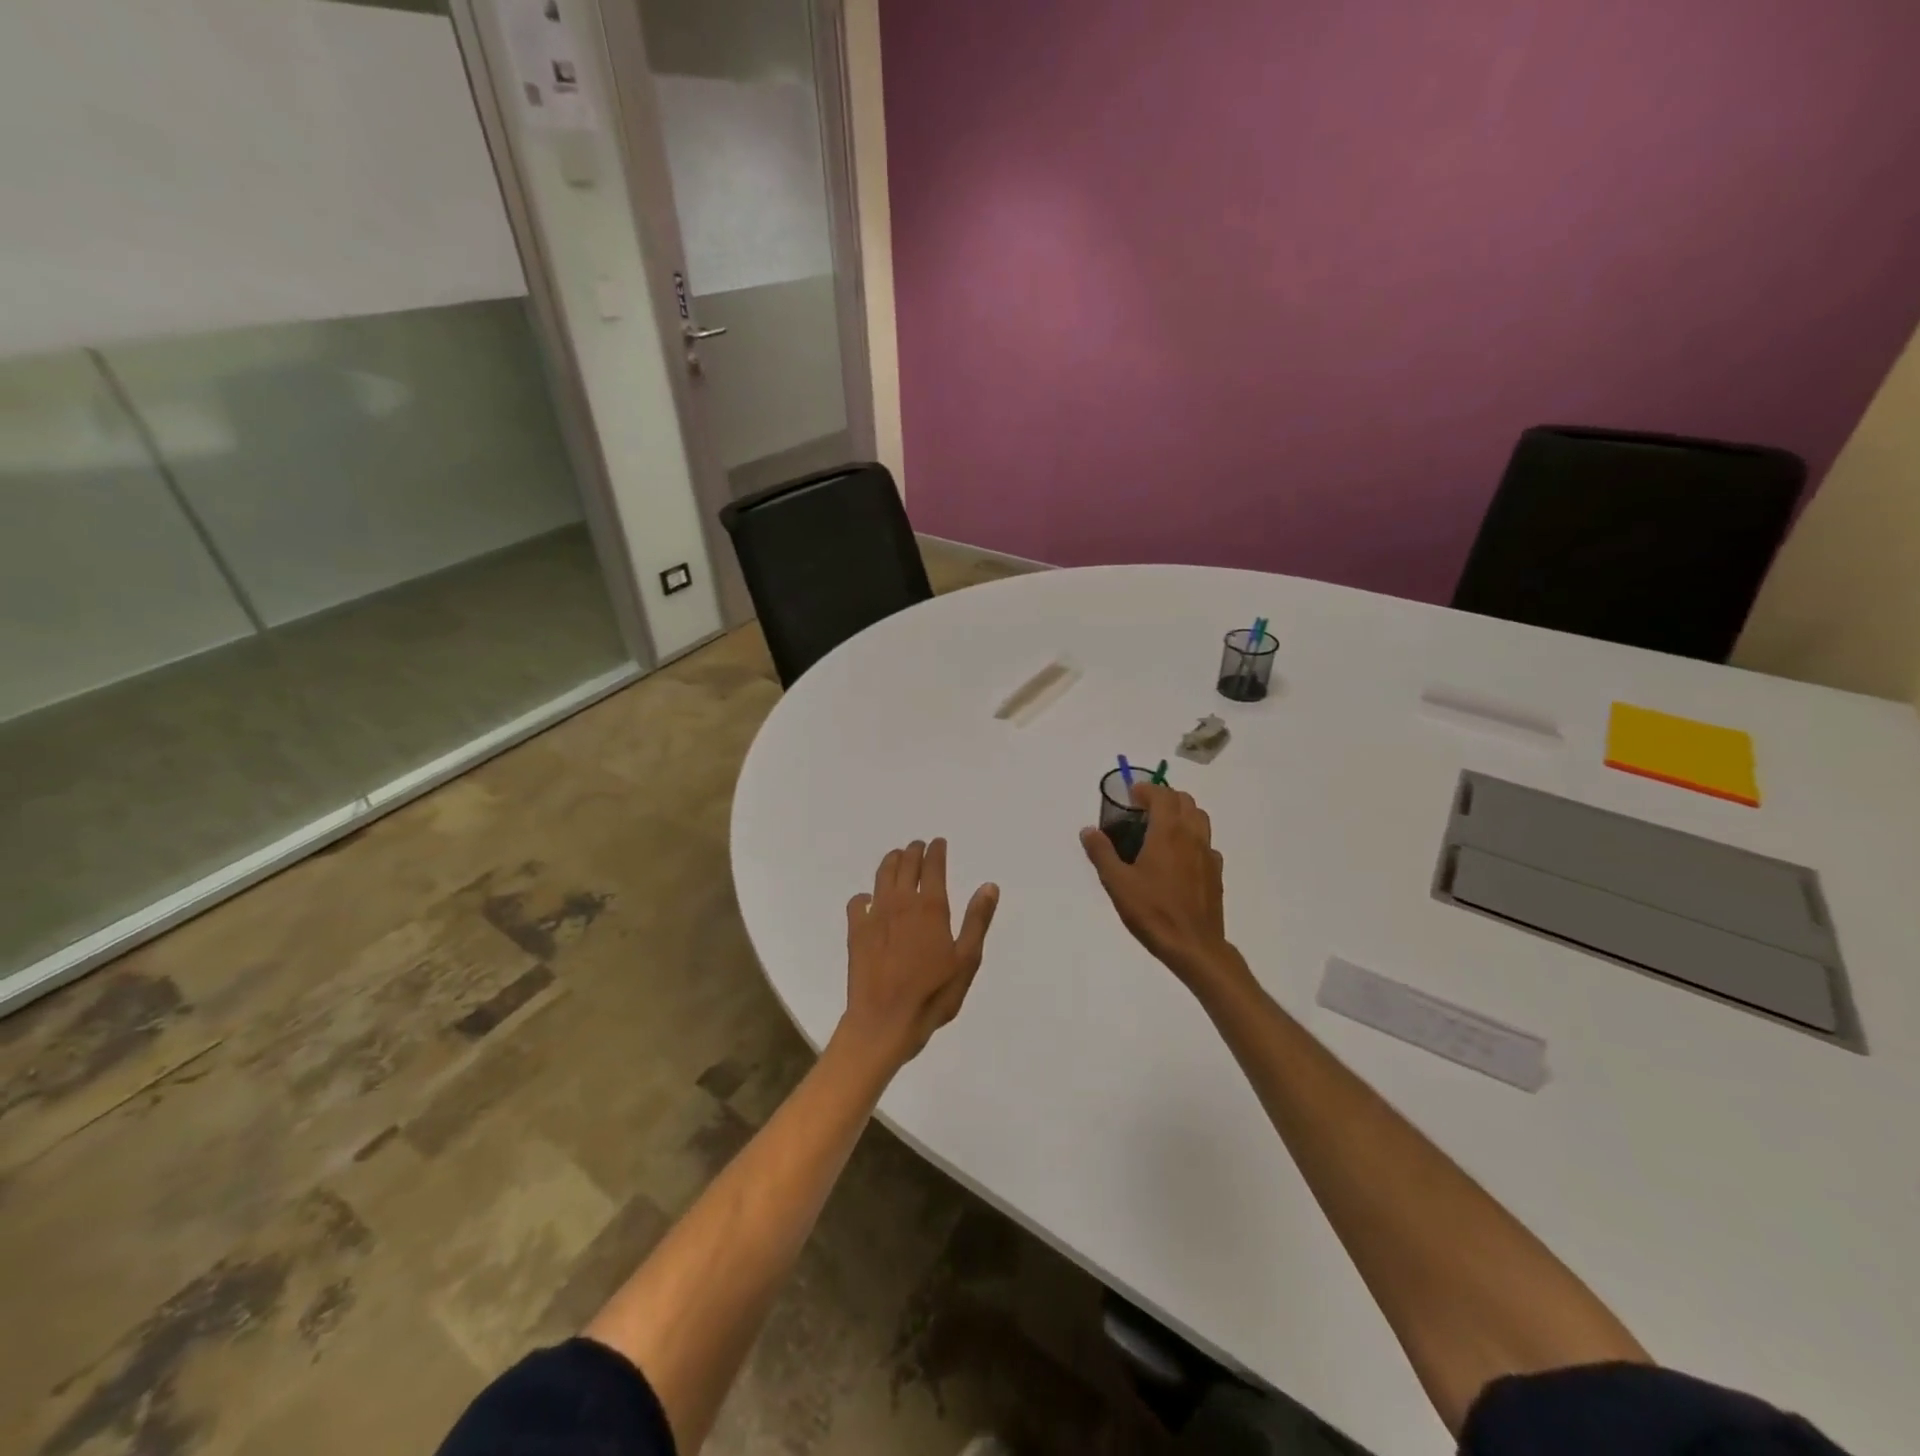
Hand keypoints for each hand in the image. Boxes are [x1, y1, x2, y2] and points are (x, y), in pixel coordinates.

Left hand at [837, 838, 998, 1071]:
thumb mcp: (966, 960)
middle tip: (918, 846)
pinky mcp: (856, 931)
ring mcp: (875, 915)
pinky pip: (858, 902)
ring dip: (891, 862)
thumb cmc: (933, 994)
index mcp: (931, 907)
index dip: (936, 851)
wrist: (885, 1021)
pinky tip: (869, 900)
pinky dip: (865, 895)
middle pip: (906, 865)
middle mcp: (901, 903)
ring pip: (882, 876)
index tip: (939, 843)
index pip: (933, 867)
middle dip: (913, 852)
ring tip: (896, 857)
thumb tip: (988, 886)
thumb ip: (977, 920)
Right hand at [1081, 784, 1243, 989]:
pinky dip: (1193, 837)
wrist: (1193, 946)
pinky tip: (1179, 856)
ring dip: (1182, 813)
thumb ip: (1101, 853)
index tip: (1131, 795)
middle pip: (1185, 801)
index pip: (1162, 795)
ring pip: (1200, 818)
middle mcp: (1191, 836)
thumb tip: (1088, 830)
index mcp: (1168, 833)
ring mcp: (1208, 854)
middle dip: (1165, 797)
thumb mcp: (1117, 883)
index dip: (1147, 789)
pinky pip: (1206, 843)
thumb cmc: (1152, 911)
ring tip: (1162, 827)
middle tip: (1144, 809)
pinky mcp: (1216, 872)